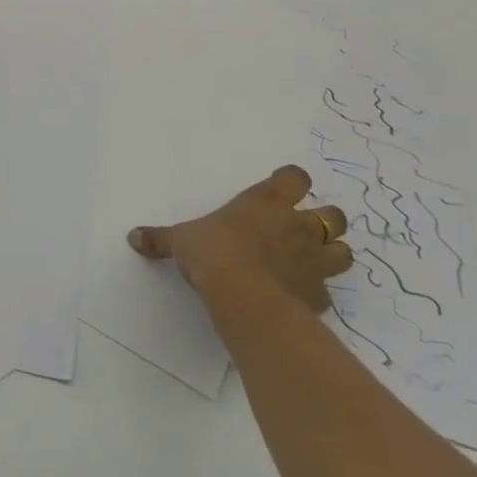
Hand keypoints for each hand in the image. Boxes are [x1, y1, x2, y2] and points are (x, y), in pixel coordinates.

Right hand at [128, 165, 351, 314]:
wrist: (244, 297)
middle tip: (304, 229)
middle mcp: (298, 226)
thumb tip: (132, 237)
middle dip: (326, 221)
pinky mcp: (318, 297)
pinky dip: (317, 293)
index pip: (295, 177)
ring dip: (333, 255)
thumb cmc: (214, 253)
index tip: (282, 186)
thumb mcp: (181, 240)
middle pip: (334, 215)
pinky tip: (300, 298)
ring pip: (344, 253)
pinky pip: (326, 293)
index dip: (292, 181)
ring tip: (314, 262)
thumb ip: (161, 239)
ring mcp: (314, 262)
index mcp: (267, 201)